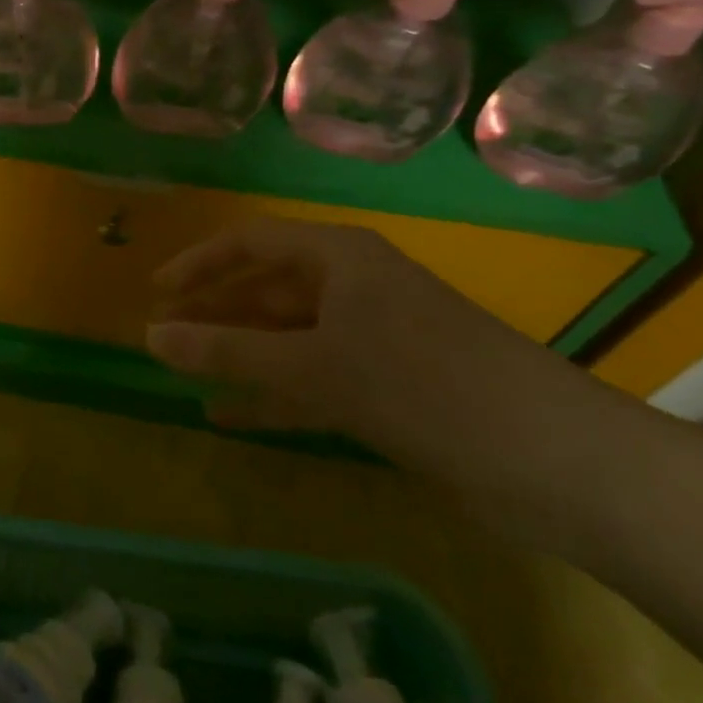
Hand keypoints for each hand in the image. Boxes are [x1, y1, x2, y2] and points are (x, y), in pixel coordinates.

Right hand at [146, 217, 556, 452]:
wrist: (552, 460)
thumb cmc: (420, 383)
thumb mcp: (311, 364)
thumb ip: (227, 351)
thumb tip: (150, 337)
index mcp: (340, 257)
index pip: (252, 242)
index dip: (200, 263)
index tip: (156, 291)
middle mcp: (354, 288)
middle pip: (268, 289)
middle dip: (216, 312)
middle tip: (164, 336)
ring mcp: (374, 338)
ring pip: (287, 337)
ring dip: (240, 355)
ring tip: (186, 372)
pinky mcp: (389, 387)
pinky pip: (313, 380)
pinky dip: (273, 395)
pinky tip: (230, 416)